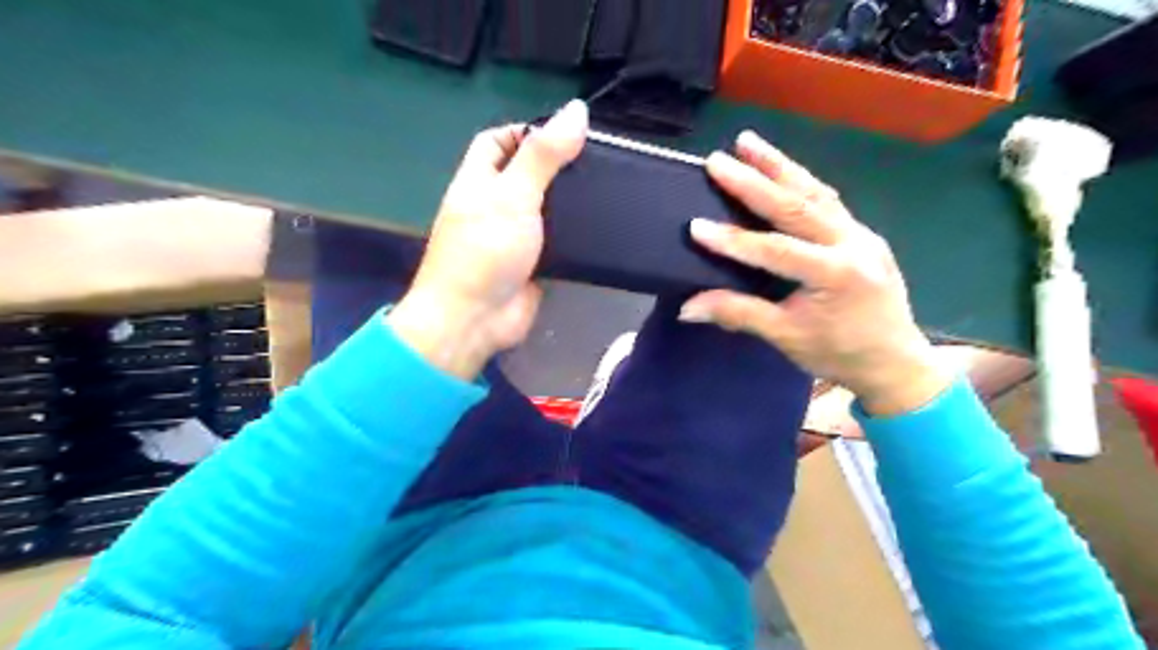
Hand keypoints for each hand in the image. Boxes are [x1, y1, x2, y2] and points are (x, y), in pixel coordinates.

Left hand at [389, 98, 589, 376]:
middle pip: (526, 174)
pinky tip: (601, 228)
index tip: (567, 134)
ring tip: (607, 190)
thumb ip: (543, 155)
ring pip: (544, 210)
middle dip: (557, 167)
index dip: (527, 131)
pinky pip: (555, 242)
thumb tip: (576, 110)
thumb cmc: (486, 251)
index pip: (498, 141)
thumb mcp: (513, 195)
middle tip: (598, 163)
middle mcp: (493, 206)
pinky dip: (574, 235)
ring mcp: (513, 238)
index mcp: (478, 181)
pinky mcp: (533, 265)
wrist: (475, 320)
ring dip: (569, 203)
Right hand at [681, 132, 948, 415]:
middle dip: (754, 181)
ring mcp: (861, 234)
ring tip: (747, 141)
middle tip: (718, 160)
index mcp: (836, 276)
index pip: (775, 251)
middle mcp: (852, 244)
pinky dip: (800, 181)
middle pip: (797, 206)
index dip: (733, 241)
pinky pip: (827, 200)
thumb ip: (738, 314)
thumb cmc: (838, 353)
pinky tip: (781, 168)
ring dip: (779, 165)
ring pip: (815, 192)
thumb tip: (687, 308)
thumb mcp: (786, 337)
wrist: (893, 360)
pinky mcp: (861, 232)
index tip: (696, 226)